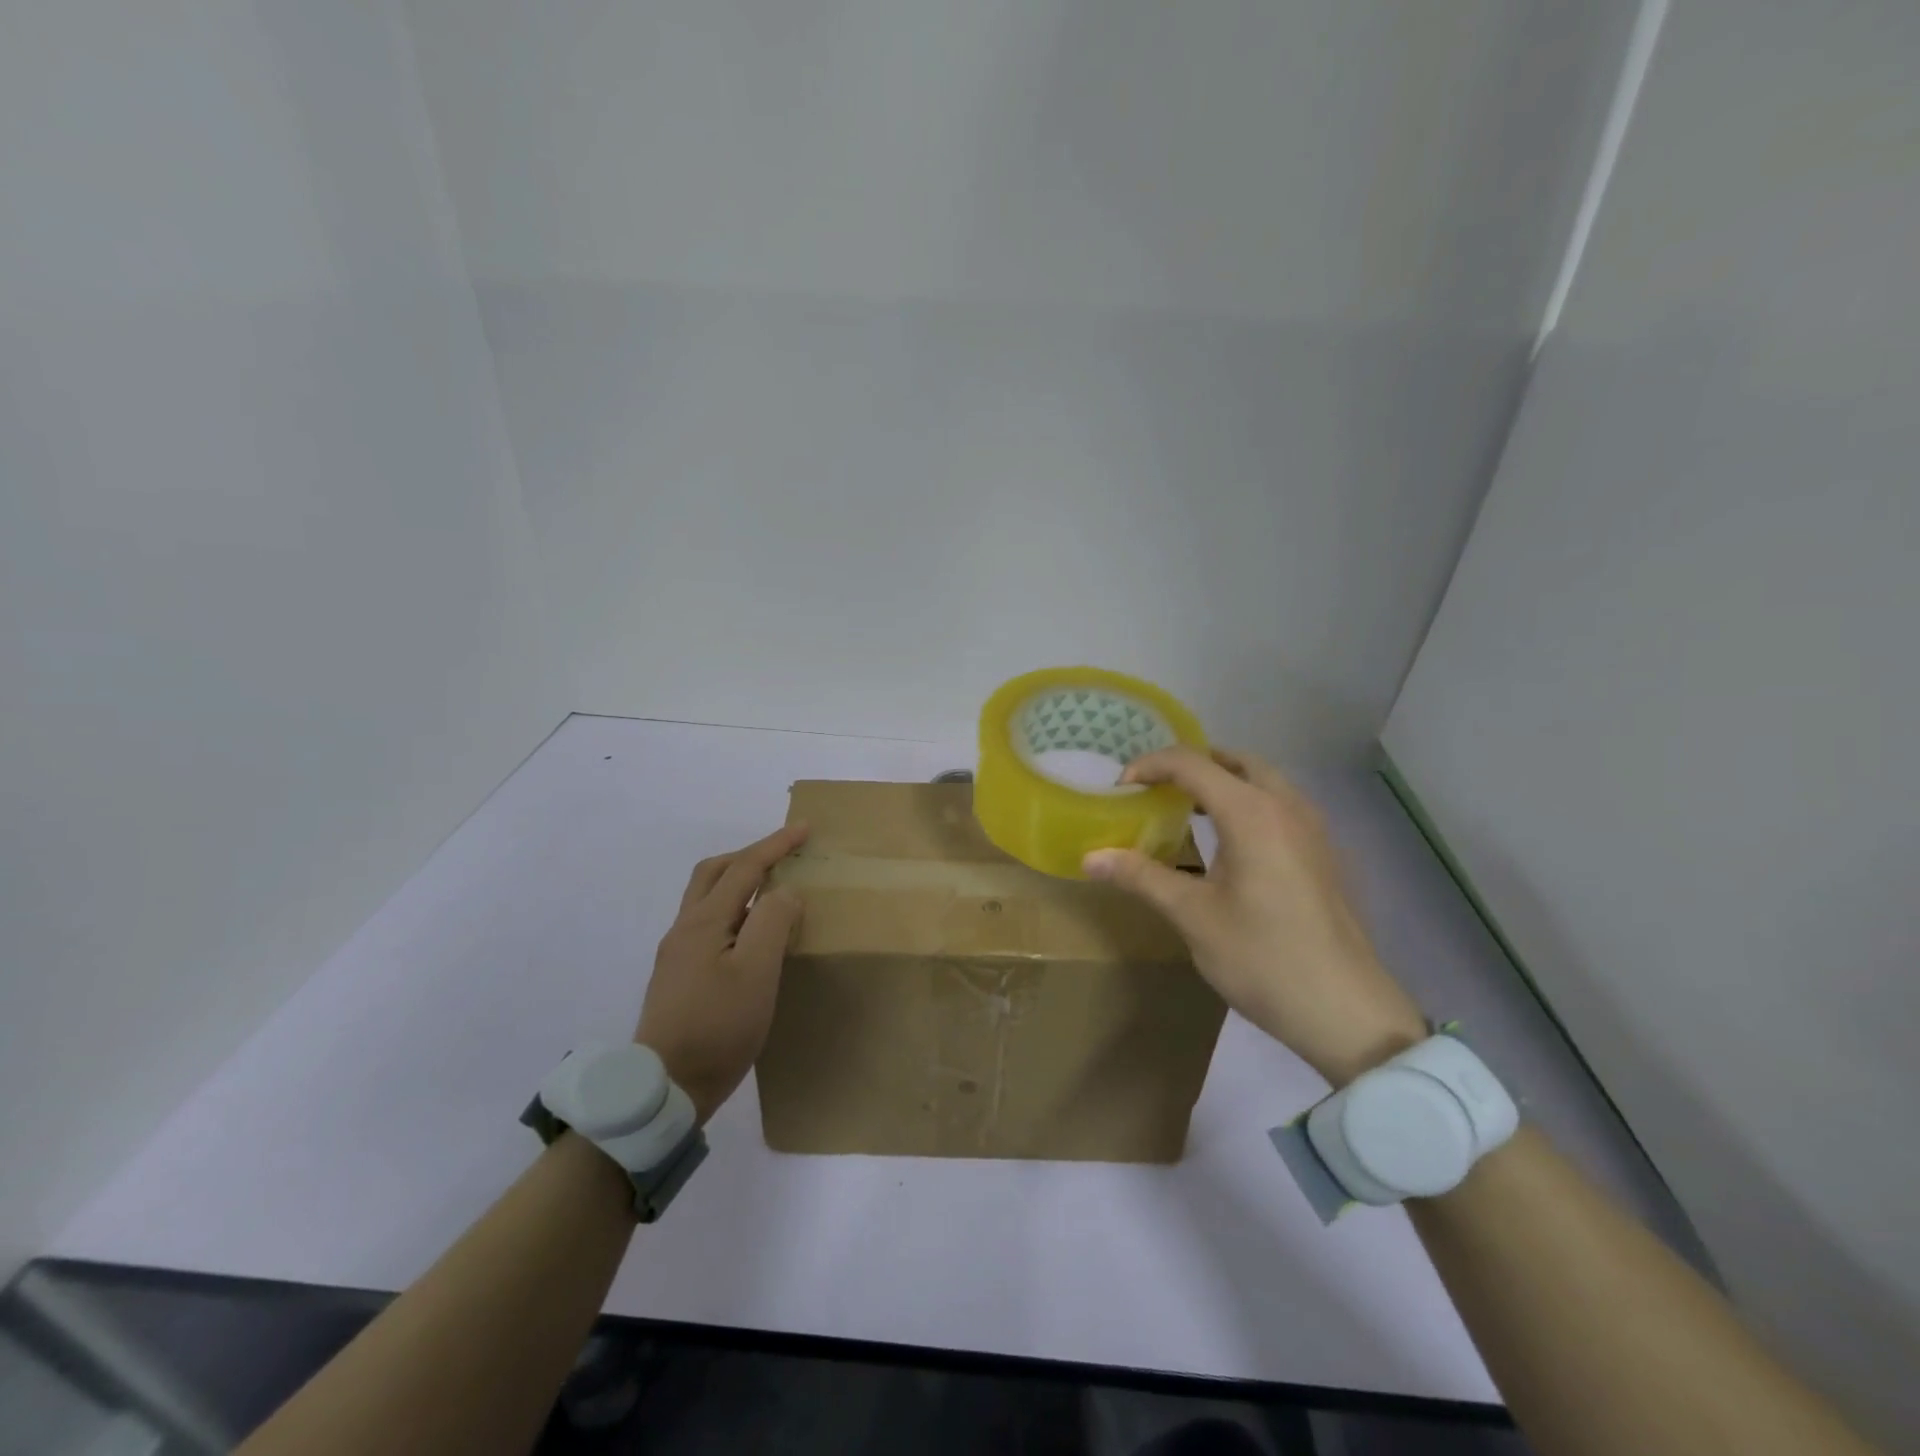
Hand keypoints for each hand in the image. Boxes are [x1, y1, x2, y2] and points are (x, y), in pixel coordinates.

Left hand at [636, 824, 808, 1122]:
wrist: (663, 1089)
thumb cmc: (717, 1027)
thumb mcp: (757, 973)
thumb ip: (772, 922)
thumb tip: (785, 892)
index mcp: (703, 922)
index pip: (743, 868)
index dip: (775, 845)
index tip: (805, 829)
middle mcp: (684, 929)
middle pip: (714, 873)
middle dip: (750, 856)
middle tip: (784, 854)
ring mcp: (677, 953)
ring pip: (707, 898)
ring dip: (739, 880)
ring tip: (772, 889)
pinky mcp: (678, 976)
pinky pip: (708, 922)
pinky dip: (734, 909)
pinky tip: (750, 932)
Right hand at [1084, 746, 1425, 1085]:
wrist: (1346, 1011)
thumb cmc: (1262, 957)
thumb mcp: (1192, 916)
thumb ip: (1141, 877)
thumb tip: (1090, 858)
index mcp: (1252, 812)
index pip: (1192, 764)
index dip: (1150, 766)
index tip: (1120, 788)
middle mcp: (1286, 806)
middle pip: (1235, 761)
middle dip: (1191, 764)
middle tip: (1155, 788)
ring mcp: (1313, 829)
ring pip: (1264, 781)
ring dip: (1224, 781)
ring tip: (1186, 809)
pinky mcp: (1324, 854)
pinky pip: (1280, 805)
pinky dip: (1248, 802)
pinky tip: (1230, 843)